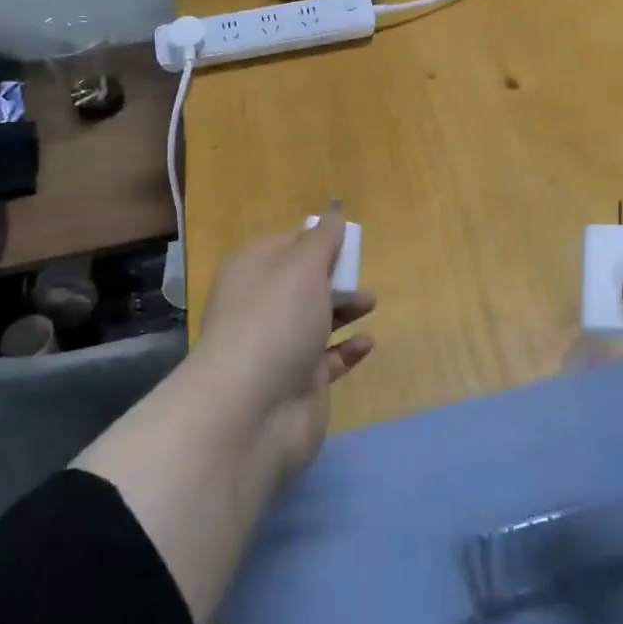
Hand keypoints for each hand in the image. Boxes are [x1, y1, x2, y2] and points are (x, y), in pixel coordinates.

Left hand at [193, 212, 375, 476]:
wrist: (251, 410)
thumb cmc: (276, 321)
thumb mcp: (302, 266)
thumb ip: (322, 239)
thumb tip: (332, 213)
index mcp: (253, 271)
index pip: (286, 245)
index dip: (315, 240)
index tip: (346, 239)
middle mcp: (262, 306)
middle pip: (302, 283)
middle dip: (333, 275)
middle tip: (360, 272)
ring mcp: (278, 347)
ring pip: (315, 320)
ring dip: (344, 309)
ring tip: (371, 303)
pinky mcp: (297, 382)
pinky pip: (327, 359)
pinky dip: (347, 350)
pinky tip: (367, 343)